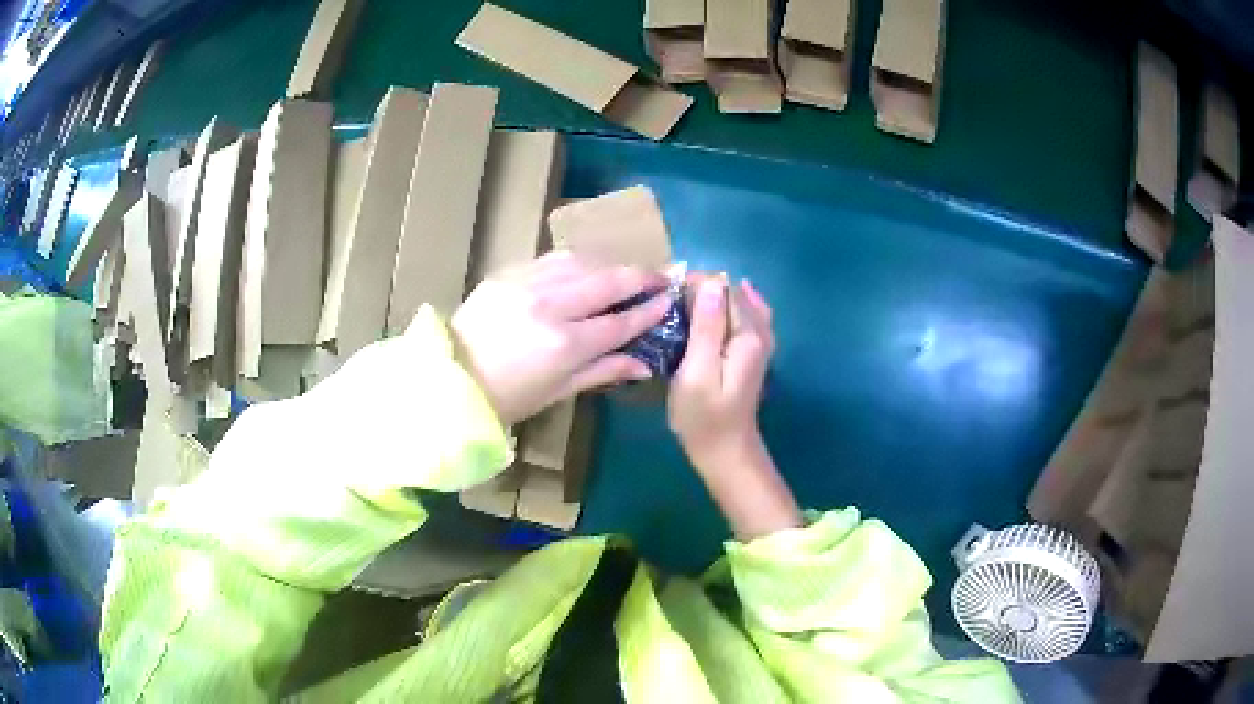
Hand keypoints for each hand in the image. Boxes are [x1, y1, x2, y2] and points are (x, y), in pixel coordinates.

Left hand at [451, 252, 669, 425]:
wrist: (451, 377)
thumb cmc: (508, 397)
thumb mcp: (559, 391)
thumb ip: (604, 370)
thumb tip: (645, 364)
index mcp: (565, 344)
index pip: (621, 321)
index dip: (650, 310)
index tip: (670, 300)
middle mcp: (552, 305)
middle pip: (609, 281)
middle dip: (641, 276)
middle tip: (662, 276)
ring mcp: (528, 283)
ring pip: (583, 262)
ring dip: (611, 265)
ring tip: (626, 272)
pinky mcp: (509, 272)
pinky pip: (554, 259)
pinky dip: (578, 262)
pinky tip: (588, 268)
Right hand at [670, 276, 775, 465]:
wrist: (726, 453)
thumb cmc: (704, 417)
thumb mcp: (697, 372)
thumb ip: (707, 327)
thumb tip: (711, 282)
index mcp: (748, 334)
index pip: (722, 287)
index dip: (692, 283)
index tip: (662, 293)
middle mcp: (760, 332)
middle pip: (732, 291)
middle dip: (700, 287)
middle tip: (665, 299)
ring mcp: (759, 342)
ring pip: (738, 302)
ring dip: (710, 298)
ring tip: (679, 304)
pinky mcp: (752, 353)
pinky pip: (743, 316)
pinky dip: (724, 308)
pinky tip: (710, 308)